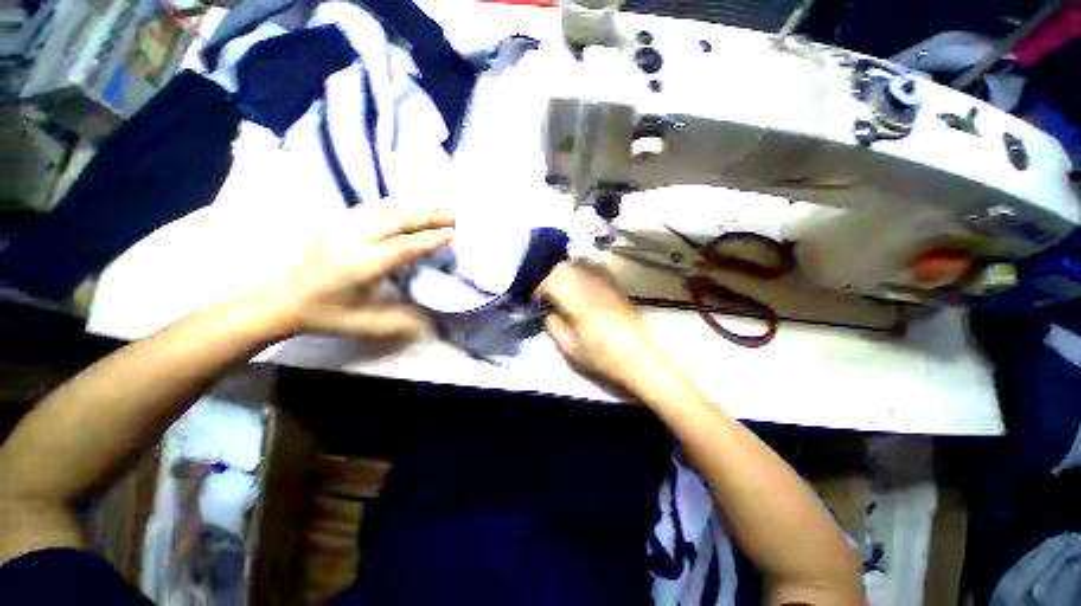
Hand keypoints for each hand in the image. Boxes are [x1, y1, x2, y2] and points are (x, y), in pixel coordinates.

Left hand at [251, 204, 453, 339]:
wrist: (277, 299)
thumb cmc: (324, 314)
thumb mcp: (364, 324)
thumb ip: (400, 323)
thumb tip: (431, 325)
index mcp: (360, 266)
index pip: (403, 247)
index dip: (430, 239)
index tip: (452, 235)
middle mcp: (352, 240)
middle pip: (396, 219)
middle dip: (428, 215)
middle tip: (452, 217)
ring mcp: (340, 226)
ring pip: (384, 208)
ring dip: (414, 206)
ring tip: (437, 207)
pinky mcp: (334, 221)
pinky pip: (371, 207)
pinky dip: (395, 205)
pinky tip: (407, 207)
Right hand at [535, 261, 689, 396]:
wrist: (640, 358)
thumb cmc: (604, 358)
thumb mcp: (571, 349)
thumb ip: (554, 326)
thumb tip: (548, 311)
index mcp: (580, 303)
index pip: (552, 281)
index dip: (539, 289)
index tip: (537, 302)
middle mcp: (592, 286)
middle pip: (564, 267)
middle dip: (550, 278)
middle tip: (548, 296)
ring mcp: (606, 282)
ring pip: (579, 262)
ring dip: (566, 273)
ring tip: (564, 289)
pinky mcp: (616, 284)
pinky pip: (595, 266)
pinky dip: (583, 270)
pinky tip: (582, 285)